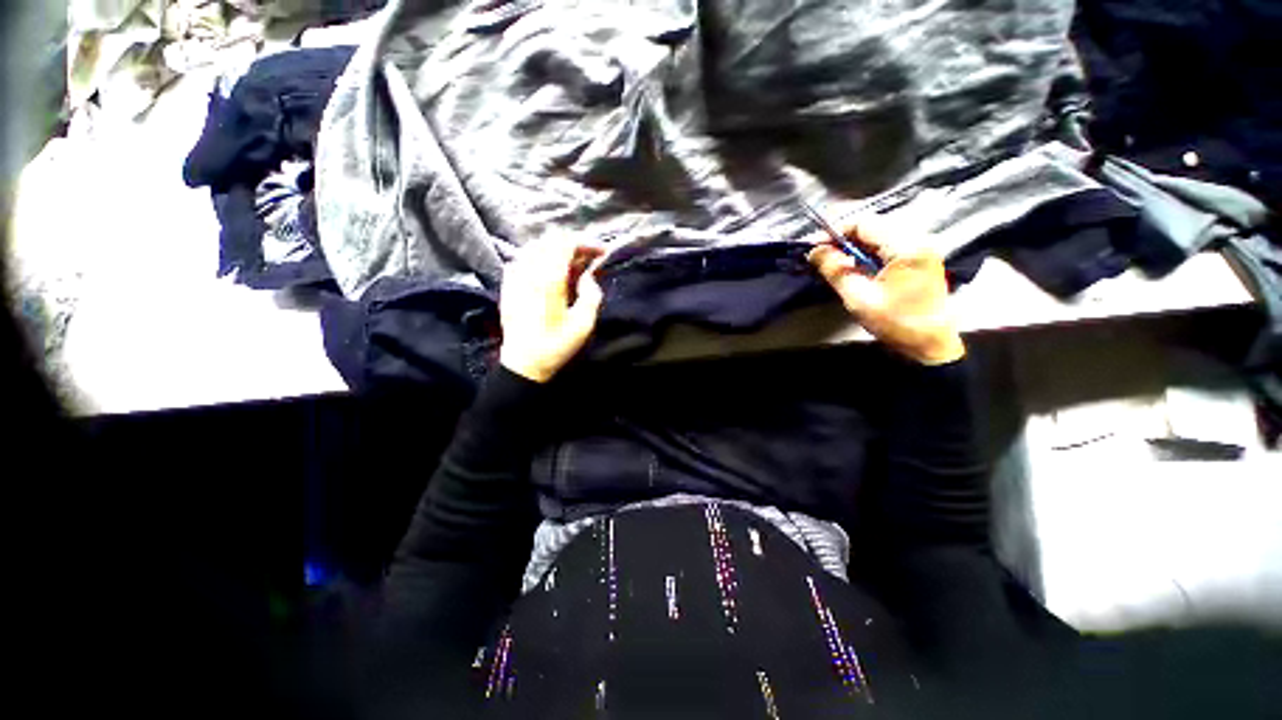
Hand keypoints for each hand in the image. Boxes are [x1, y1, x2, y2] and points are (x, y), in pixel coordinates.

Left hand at [499, 237, 605, 382]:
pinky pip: (524, 258)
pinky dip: (541, 257)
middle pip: (550, 240)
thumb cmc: (556, 345)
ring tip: (573, 263)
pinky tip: (550, 271)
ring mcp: (514, 276)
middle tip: (590, 258)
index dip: (586, 242)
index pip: (565, 243)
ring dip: (557, 249)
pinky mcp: (508, 284)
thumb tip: (588, 277)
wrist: (524, 363)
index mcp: (548, 279)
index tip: (602, 252)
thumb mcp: (584, 324)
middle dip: (573, 244)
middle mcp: (528, 271)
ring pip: (536, 246)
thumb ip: (591, 294)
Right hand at [807, 216, 964, 365]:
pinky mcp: (919, 259)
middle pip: (872, 227)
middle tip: (821, 256)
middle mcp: (918, 239)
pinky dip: (867, 254)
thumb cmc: (895, 322)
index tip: (814, 247)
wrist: (930, 344)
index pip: (865, 223)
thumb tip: (813, 252)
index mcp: (906, 246)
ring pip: (878, 237)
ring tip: (834, 263)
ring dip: (854, 247)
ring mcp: (921, 249)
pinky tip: (854, 268)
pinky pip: (887, 247)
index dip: (835, 233)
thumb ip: (835, 270)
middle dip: (843, 240)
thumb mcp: (858, 298)